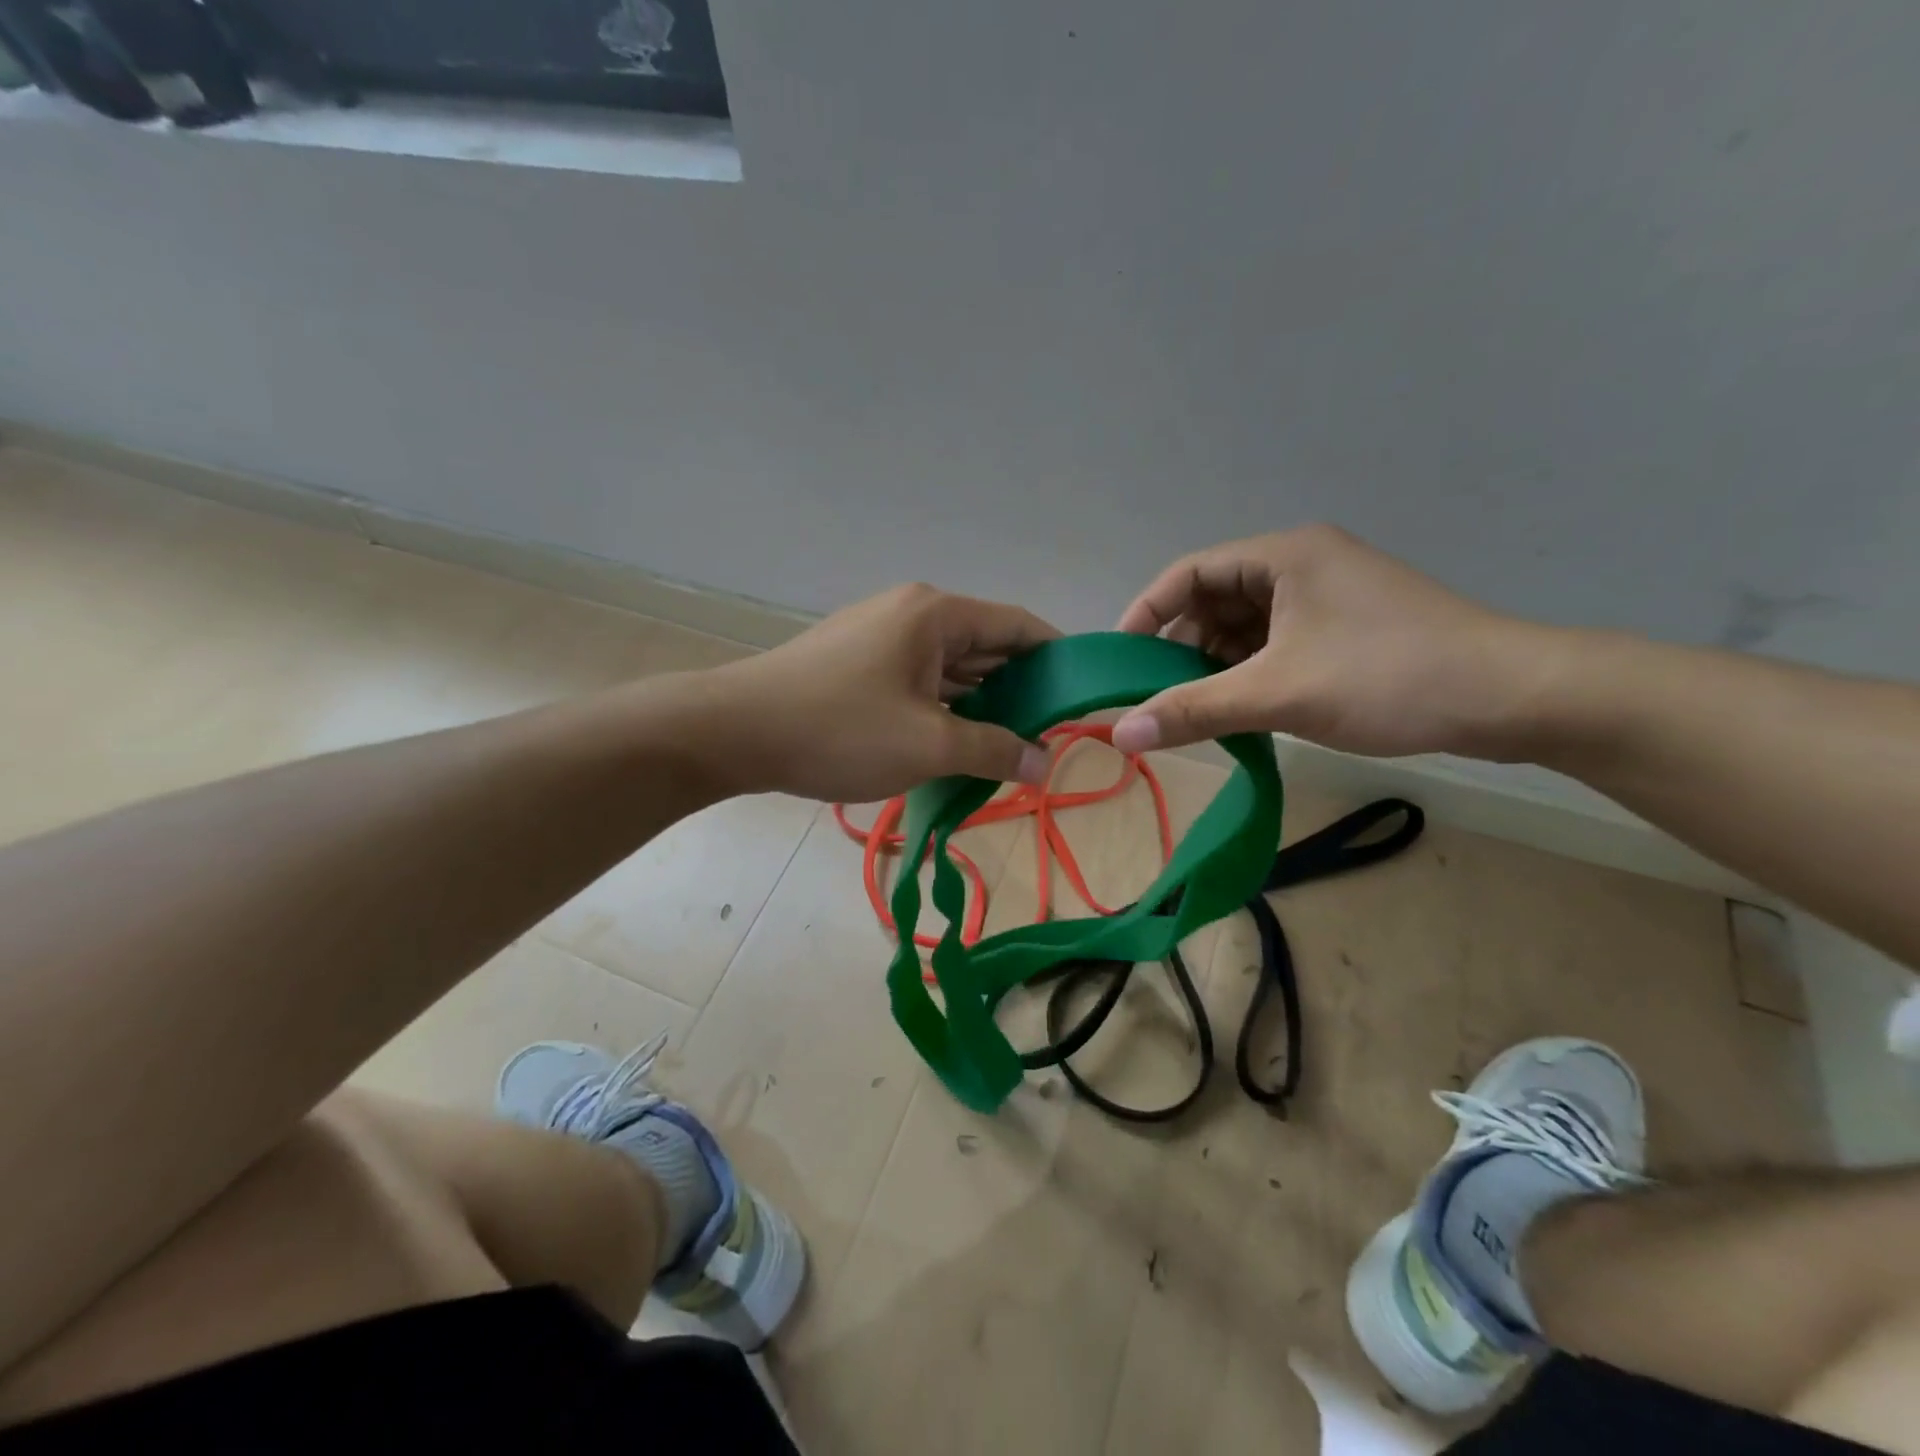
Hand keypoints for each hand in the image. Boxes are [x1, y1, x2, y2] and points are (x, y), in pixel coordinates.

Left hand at [701, 583, 1058, 800]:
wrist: (734, 732)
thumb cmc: (839, 729)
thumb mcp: (928, 744)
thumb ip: (995, 750)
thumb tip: (1046, 762)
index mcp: (936, 614)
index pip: (1018, 626)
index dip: (1056, 659)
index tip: (1082, 697)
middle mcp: (911, 613)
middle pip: (985, 646)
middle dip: (1019, 689)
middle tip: (1050, 735)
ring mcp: (880, 636)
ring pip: (951, 668)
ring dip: (980, 704)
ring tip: (1011, 747)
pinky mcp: (858, 663)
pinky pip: (919, 680)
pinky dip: (944, 708)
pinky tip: (958, 742)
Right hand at [1110, 526, 1567, 759]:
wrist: (1512, 698)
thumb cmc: (1388, 678)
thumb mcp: (1278, 694)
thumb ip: (1192, 710)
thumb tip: (1118, 732)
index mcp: (1284, 555)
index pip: (1188, 574)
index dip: (1147, 614)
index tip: (1121, 662)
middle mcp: (1302, 565)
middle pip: (1214, 600)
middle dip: (1181, 648)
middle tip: (1157, 696)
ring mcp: (1327, 597)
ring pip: (1244, 627)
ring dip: (1215, 666)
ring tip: (1194, 710)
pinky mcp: (1345, 628)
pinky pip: (1274, 644)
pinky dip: (1249, 673)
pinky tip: (1239, 709)